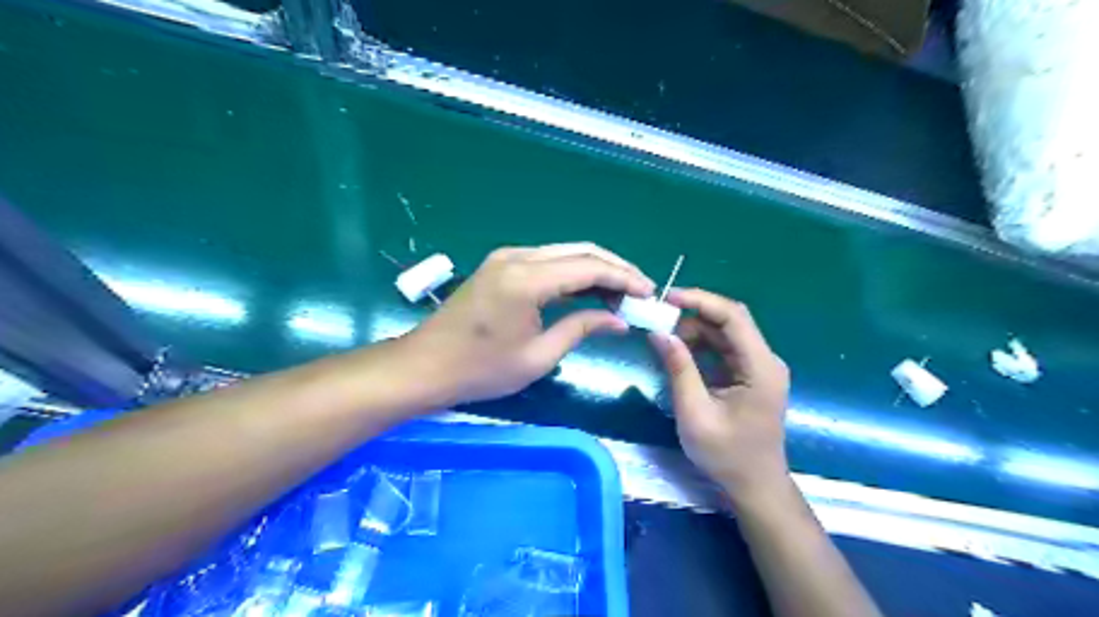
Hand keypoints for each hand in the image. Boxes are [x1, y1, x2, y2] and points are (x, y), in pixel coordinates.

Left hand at [407, 244, 655, 406]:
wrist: (425, 366)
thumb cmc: (481, 370)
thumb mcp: (538, 356)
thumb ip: (581, 328)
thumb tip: (620, 320)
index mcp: (527, 279)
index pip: (589, 267)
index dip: (623, 278)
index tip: (648, 293)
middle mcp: (518, 257)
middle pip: (580, 251)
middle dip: (615, 268)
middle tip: (640, 291)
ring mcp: (506, 257)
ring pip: (564, 252)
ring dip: (595, 269)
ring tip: (620, 293)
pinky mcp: (501, 265)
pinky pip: (547, 260)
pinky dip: (572, 272)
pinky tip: (588, 290)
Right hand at [646, 290, 789, 501]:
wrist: (755, 486)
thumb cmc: (726, 455)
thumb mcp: (695, 413)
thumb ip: (679, 369)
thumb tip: (659, 332)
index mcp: (760, 367)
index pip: (733, 317)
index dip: (700, 301)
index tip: (667, 298)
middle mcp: (765, 360)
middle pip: (730, 320)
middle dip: (694, 314)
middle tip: (659, 320)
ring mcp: (759, 367)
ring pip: (725, 332)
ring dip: (695, 330)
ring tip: (665, 339)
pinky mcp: (750, 374)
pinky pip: (724, 348)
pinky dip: (700, 345)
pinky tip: (679, 353)